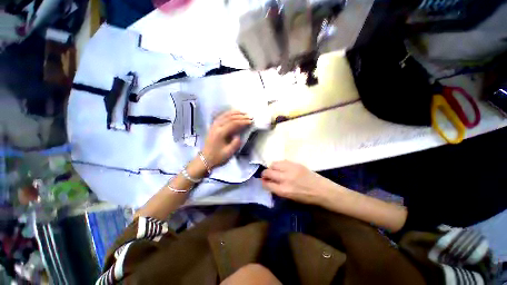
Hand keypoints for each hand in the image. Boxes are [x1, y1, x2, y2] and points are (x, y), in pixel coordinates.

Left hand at [201, 110, 251, 168]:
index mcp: (220, 133)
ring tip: (243, 112)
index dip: (243, 122)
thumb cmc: (217, 157)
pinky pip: (221, 116)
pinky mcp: (213, 126)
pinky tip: (233, 113)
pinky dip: (228, 113)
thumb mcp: (229, 153)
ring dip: (235, 113)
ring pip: (225, 115)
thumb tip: (239, 136)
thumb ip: (235, 143)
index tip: (251, 121)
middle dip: (241, 116)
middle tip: (249, 116)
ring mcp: (214, 125)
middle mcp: (216, 126)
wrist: (205, 159)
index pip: (234, 124)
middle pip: (230, 118)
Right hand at [261, 160, 331, 204]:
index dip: (263, 182)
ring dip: (271, 167)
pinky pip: (282, 161)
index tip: (263, 181)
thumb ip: (278, 189)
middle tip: (266, 175)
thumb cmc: (306, 197)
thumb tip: (269, 183)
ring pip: (273, 164)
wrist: (322, 190)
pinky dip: (279, 164)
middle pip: (268, 172)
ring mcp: (290, 169)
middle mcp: (285, 179)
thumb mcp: (290, 197)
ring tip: (274, 170)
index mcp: (284, 190)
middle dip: (264, 174)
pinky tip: (282, 167)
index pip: (267, 184)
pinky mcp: (295, 164)